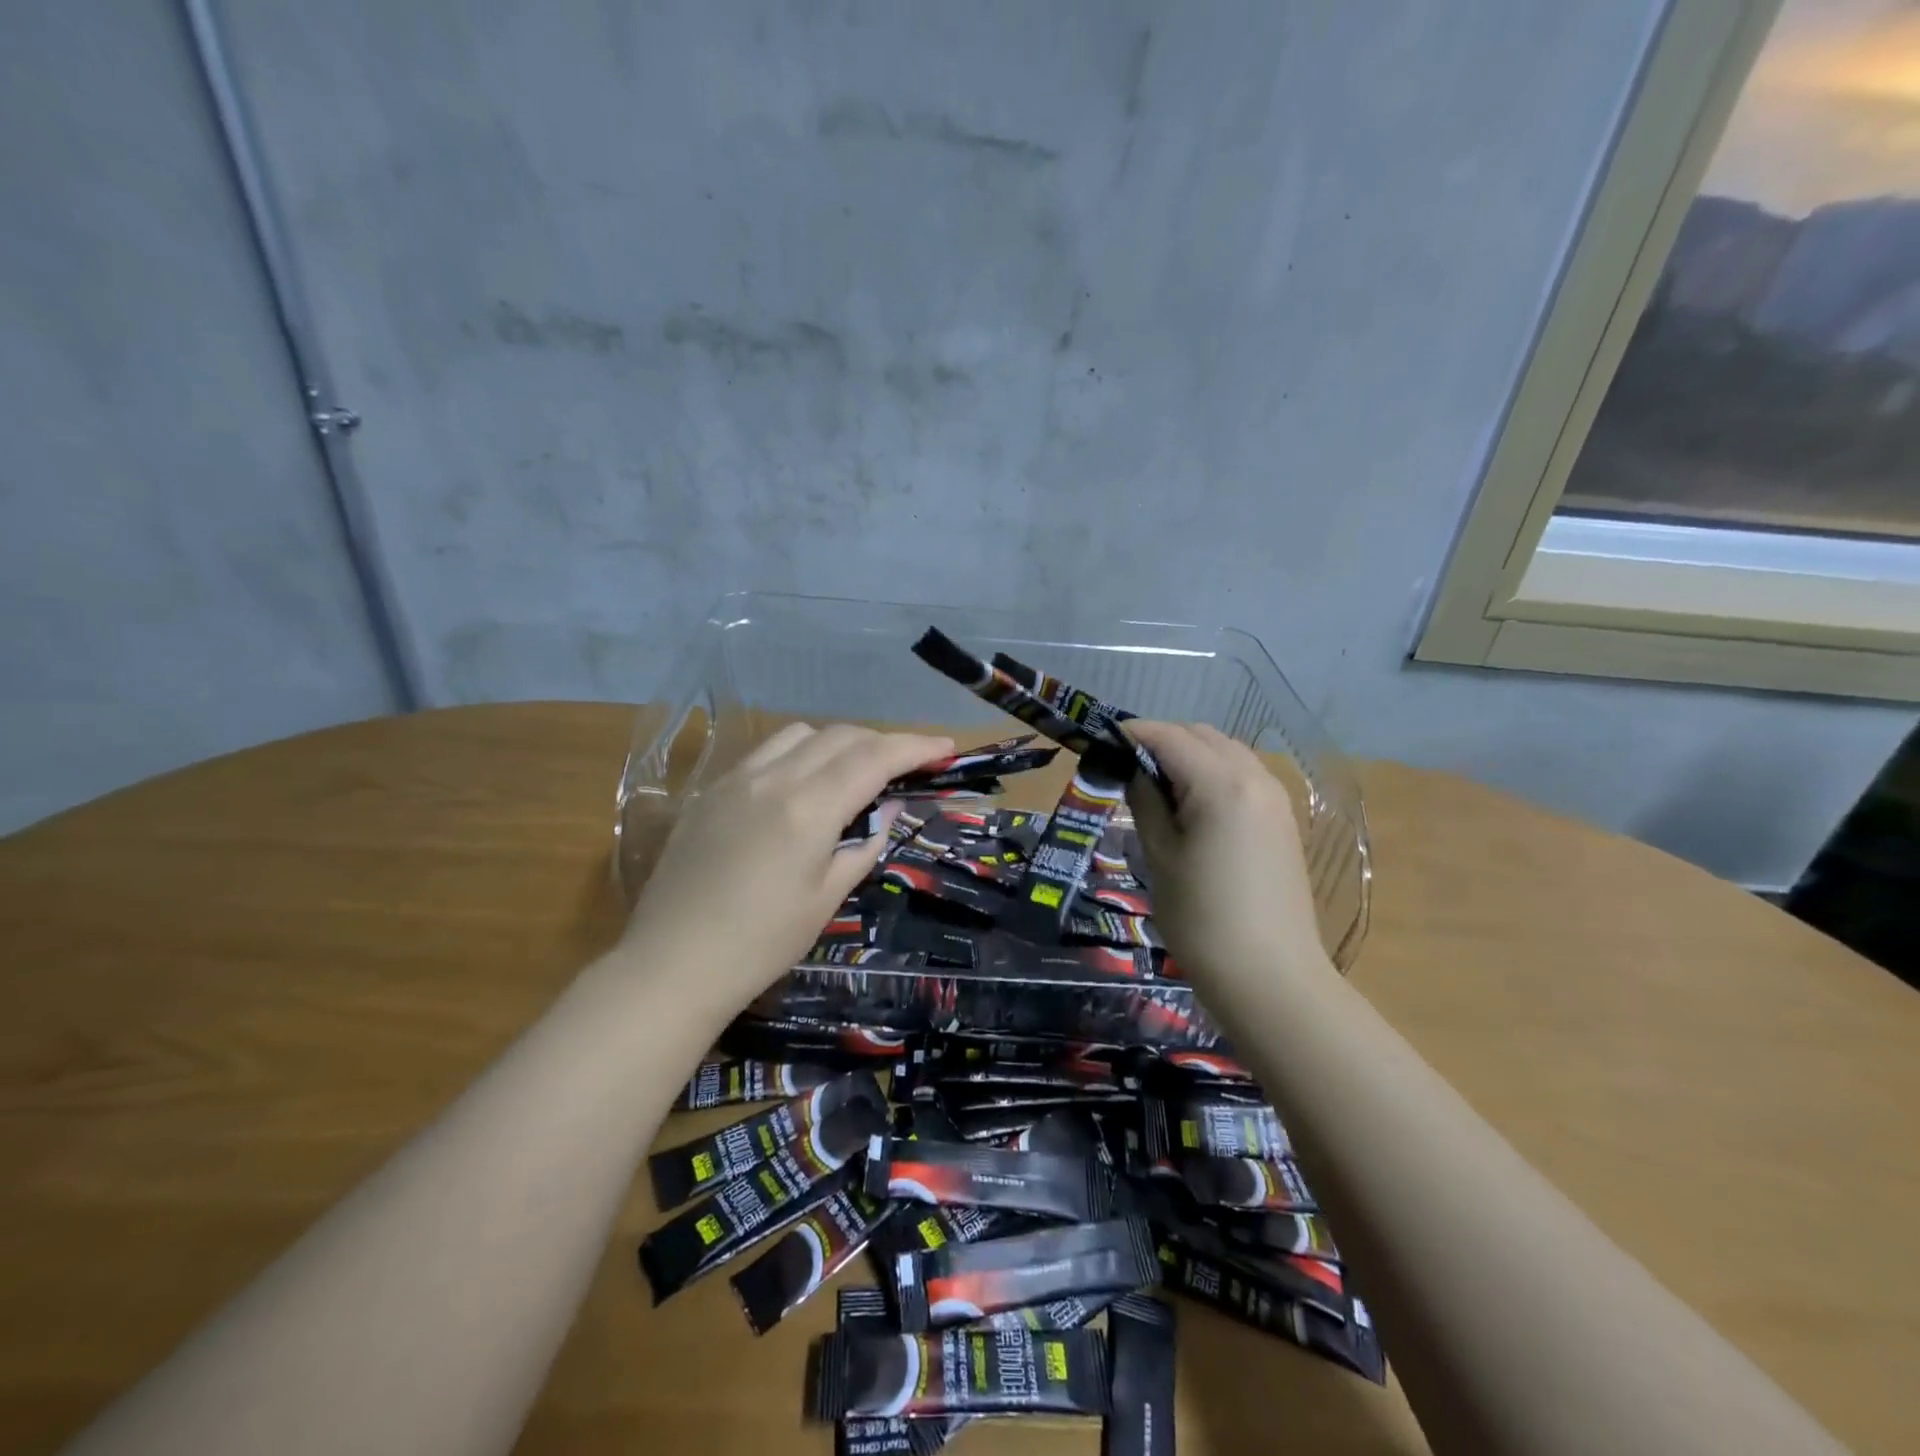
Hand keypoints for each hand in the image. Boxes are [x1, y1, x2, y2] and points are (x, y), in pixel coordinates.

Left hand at [621, 723, 953, 1013]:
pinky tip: (803, 784)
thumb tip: (889, 807)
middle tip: (909, 766)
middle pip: (841, 736)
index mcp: (808, 807)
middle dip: (883, 742)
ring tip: (855, 772)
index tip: (948, 746)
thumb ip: (864, 845)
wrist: (672, 964)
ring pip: (801, 734)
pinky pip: (767, 751)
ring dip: (840, 742)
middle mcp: (773, 778)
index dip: (916, 747)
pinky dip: (800, 753)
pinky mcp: (712, 791)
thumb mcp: (826, 898)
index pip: (874, 758)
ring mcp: (737, 779)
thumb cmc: (761, 943)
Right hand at [1123, 722, 1329, 988]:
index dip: (1132, 734)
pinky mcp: (1283, 821)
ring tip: (1157, 789)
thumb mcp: (1159, 855)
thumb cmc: (1202, 918)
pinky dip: (1214, 775)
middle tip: (1127, 769)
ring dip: (1190, 756)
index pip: (1169, 736)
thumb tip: (1135, 771)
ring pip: (1226, 753)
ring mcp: (1275, 799)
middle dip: (1162, 741)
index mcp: (1221, 784)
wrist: (1271, 978)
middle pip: (1202, 736)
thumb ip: (1145, 802)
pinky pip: (1244, 777)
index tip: (1102, 742)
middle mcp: (1255, 778)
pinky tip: (1193, 807)